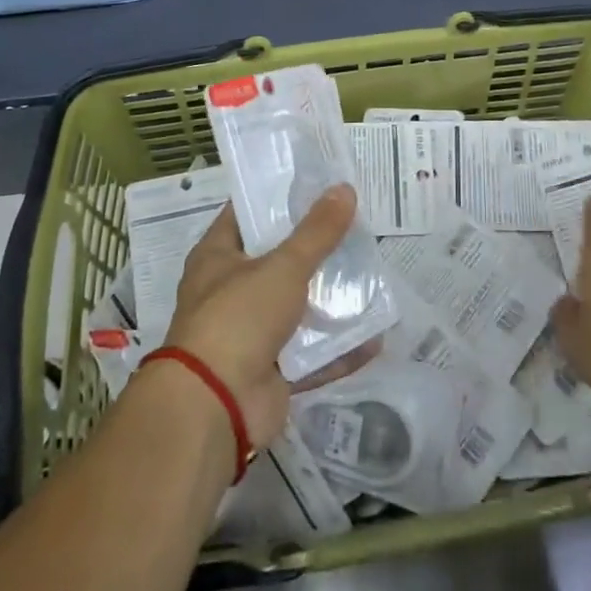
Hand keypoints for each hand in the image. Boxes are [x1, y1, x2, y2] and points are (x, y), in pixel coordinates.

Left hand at [163, 185, 378, 447]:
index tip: (318, 183)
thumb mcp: (283, 266)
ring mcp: (250, 334)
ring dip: (330, 298)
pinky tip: (375, 337)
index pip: (248, 213)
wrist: (215, 407)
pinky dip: (339, 348)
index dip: (279, 196)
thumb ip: (317, 231)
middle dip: (315, 247)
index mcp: (217, 257)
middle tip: (355, 225)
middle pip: (278, 259)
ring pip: (297, 307)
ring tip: (370, 275)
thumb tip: (344, 188)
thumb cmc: (238, 318)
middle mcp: (230, 291)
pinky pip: (311, 354)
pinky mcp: (271, 371)